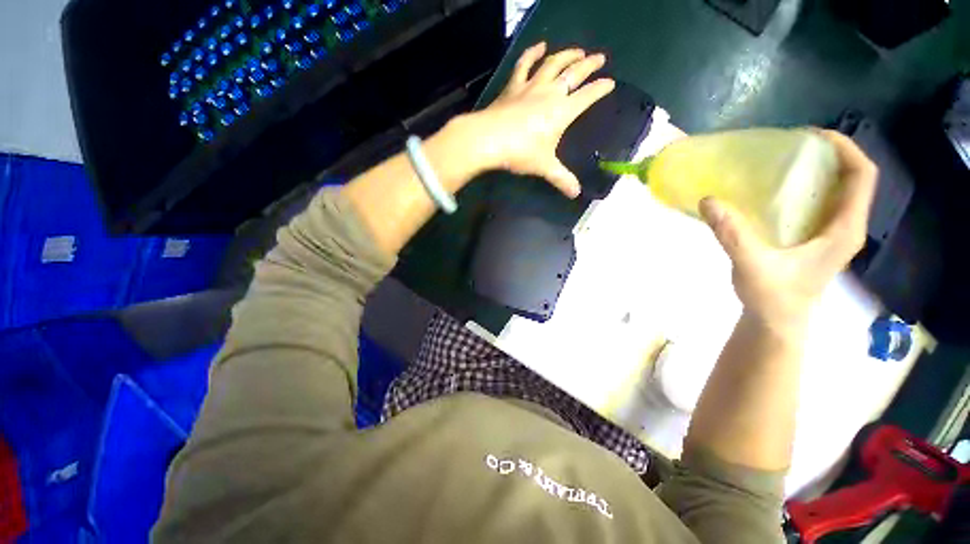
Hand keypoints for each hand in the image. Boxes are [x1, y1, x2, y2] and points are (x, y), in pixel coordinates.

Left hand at [462, 42, 615, 196]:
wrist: (489, 140)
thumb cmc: (520, 153)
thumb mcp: (544, 167)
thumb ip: (562, 179)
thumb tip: (576, 194)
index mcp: (562, 112)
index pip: (587, 96)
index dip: (600, 89)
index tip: (610, 84)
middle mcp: (550, 93)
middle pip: (574, 73)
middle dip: (589, 65)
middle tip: (600, 58)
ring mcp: (531, 86)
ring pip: (553, 64)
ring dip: (567, 55)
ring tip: (577, 51)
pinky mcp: (513, 86)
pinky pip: (524, 64)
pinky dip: (532, 53)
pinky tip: (540, 45)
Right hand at [699, 129, 877, 331]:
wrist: (776, 322)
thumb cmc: (774, 298)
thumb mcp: (752, 265)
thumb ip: (732, 233)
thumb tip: (708, 200)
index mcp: (844, 230)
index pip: (862, 177)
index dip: (845, 149)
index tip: (812, 136)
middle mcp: (843, 227)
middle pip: (850, 179)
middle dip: (827, 155)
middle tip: (790, 147)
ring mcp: (829, 234)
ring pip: (834, 191)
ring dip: (815, 171)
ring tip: (780, 162)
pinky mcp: (813, 239)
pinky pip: (816, 204)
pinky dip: (801, 190)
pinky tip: (773, 191)